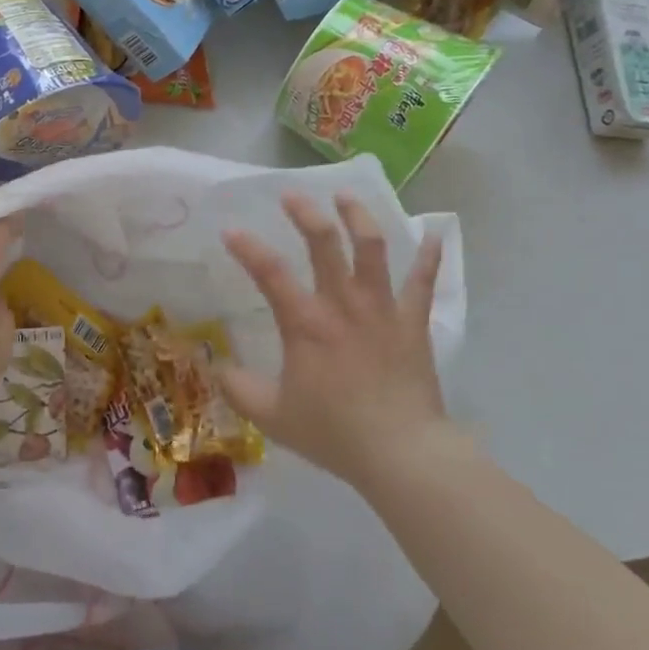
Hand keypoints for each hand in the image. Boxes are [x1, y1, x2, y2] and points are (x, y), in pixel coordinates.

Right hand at [219, 192, 466, 485]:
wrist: (402, 453)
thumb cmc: (334, 432)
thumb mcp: (271, 416)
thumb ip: (238, 389)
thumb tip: (215, 367)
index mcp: (306, 323)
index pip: (269, 272)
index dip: (247, 247)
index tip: (230, 230)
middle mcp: (343, 304)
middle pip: (325, 243)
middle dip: (306, 213)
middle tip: (292, 195)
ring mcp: (382, 308)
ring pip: (372, 248)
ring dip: (358, 217)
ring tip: (345, 197)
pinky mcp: (413, 321)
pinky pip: (424, 281)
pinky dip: (429, 256)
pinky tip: (433, 233)